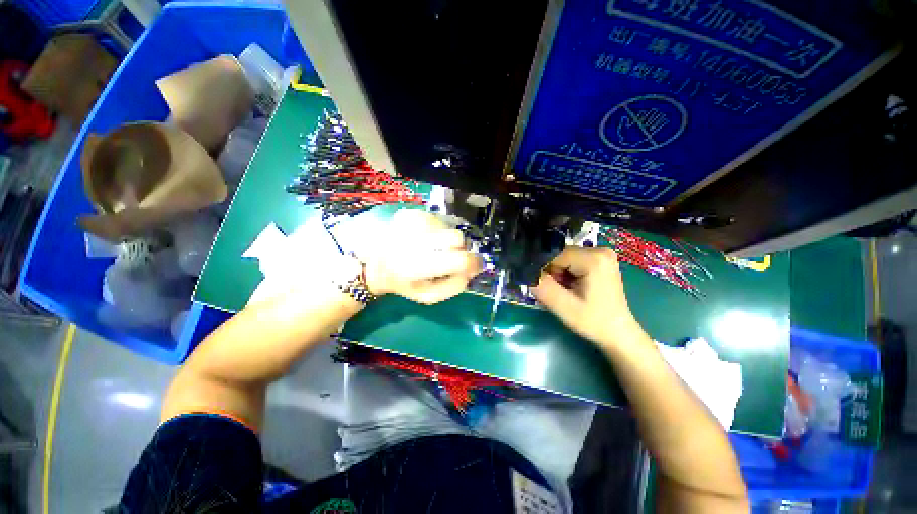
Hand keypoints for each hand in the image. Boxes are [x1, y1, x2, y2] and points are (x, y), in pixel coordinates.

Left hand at [363, 209, 482, 303]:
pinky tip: (424, 239)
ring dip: (446, 240)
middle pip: (457, 238)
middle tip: (448, 257)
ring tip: (430, 248)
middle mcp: (415, 239)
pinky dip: (437, 231)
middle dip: (459, 249)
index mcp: (418, 266)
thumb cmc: (404, 283)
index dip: (474, 262)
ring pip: (448, 227)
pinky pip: (438, 220)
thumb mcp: (429, 296)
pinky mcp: (411, 212)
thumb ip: (455, 286)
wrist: (374, 263)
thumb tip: (472, 269)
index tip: (476, 265)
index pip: (460, 259)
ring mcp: (413, 222)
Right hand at [532, 246, 641, 349]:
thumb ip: (542, 287)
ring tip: (568, 292)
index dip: (545, 270)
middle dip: (553, 273)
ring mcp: (602, 253)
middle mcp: (599, 249)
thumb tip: (524, 271)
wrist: (617, 332)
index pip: (554, 254)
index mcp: (594, 258)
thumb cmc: (593, 321)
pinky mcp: (600, 259)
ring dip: (559, 274)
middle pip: (560, 255)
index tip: (548, 288)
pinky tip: (574, 288)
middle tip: (561, 293)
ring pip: (564, 258)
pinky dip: (567, 274)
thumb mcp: (563, 307)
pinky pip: (572, 261)